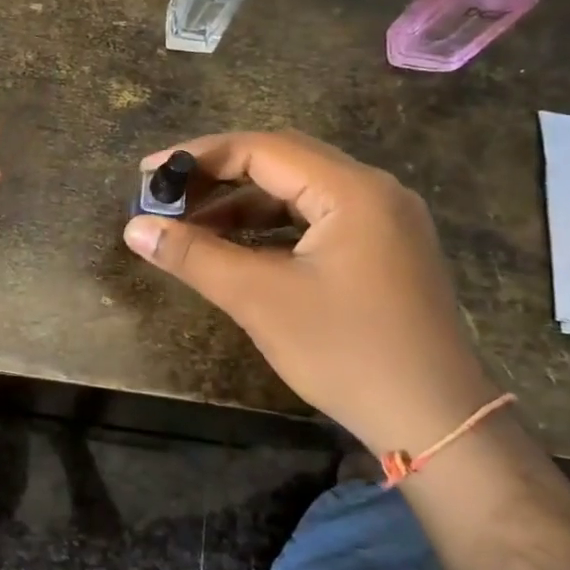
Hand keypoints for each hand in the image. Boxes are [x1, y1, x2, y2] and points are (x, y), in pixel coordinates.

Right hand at [122, 130, 497, 460]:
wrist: (435, 421)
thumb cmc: (346, 352)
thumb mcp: (261, 300)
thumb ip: (194, 256)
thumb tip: (134, 228)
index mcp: (352, 190)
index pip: (263, 148)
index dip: (200, 156)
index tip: (149, 173)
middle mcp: (374, 191)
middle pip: (283, 161)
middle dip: (219, 175)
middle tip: (167, 195)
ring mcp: (384, 220)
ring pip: (300, 192)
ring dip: (244, 203)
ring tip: (191, 225)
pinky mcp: (384, 249)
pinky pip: (317, 219)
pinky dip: (272, 226)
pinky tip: (238, 247)